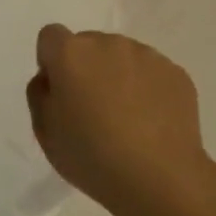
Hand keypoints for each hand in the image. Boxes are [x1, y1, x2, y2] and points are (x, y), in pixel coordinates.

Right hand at [27, 25, 215, 215]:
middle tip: (93, 110)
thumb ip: (40, 94)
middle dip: (86, 68)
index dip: (51, 61)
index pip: (51, 36)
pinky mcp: (176, 73)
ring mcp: (147, 56)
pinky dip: (147, 89)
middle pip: (89, 45)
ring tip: (127, 119)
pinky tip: (151, 123)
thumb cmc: (91, 156)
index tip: (60, 92)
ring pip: (122, 58)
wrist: (160, 178)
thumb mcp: (44, 132)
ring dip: (118, 77)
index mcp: (71, 54)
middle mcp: (109, 44)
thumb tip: (51, 79)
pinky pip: (151, 73)